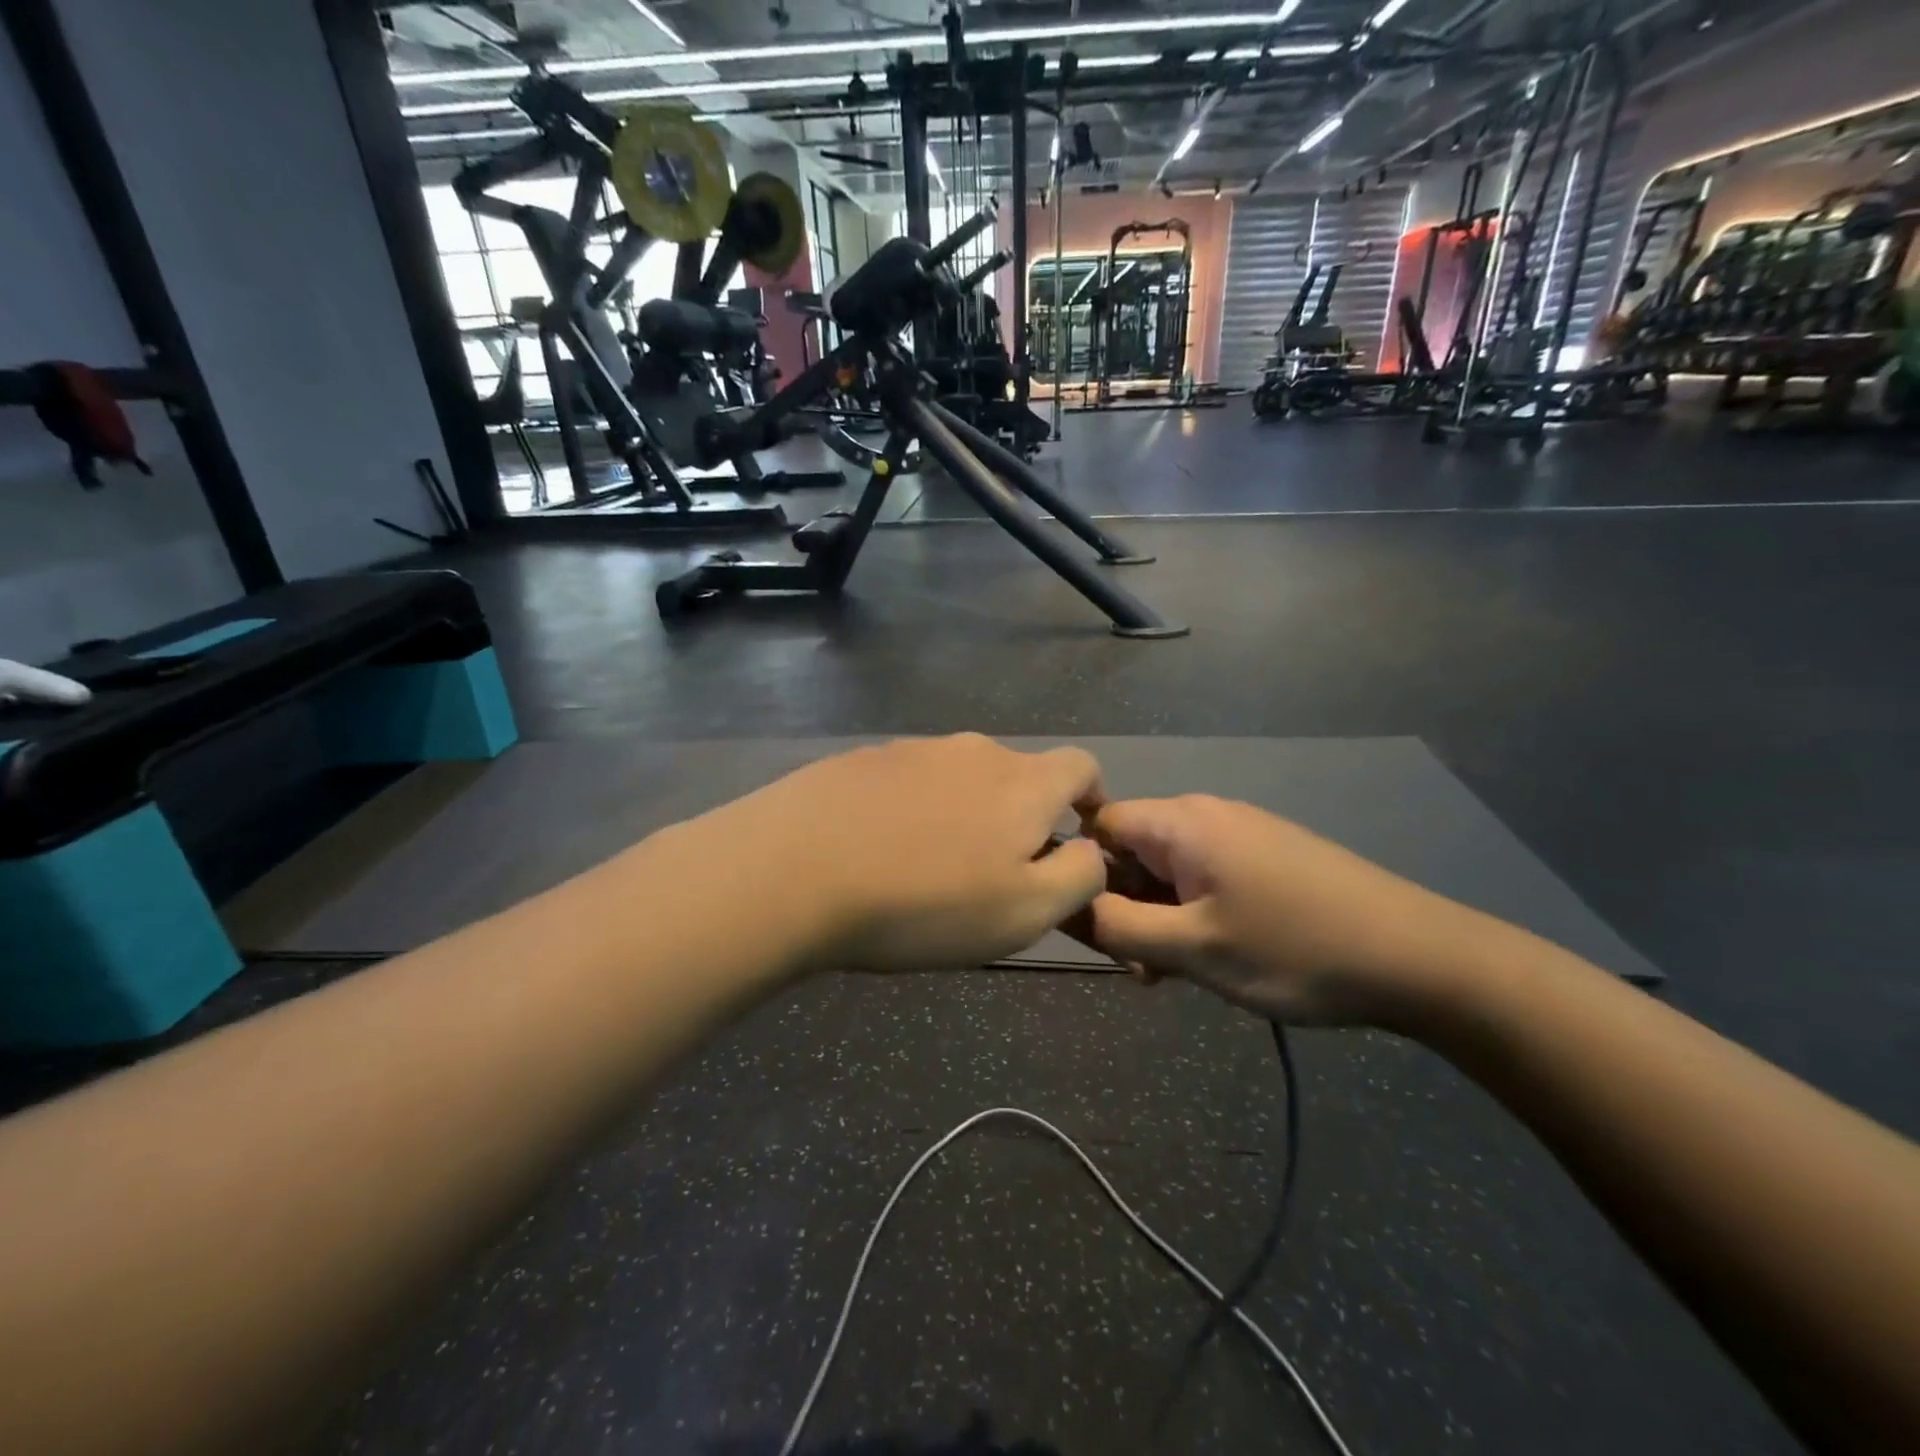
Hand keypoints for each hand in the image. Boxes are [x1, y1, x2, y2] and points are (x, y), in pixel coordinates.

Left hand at [678, 735, 1109, 975]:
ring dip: (964, 813)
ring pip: (960, 777)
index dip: (1090, 797)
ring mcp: (912, 749)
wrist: (794, 869)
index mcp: (1022, 782)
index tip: (1078, 833)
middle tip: (995, 870)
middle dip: (1021, 815)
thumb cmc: (924, 901)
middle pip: (1017, 774)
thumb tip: (1090, 852)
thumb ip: (1077, 877)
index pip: (1080, 766)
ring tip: (932, 866)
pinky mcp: (863, 759)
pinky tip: (882, 849)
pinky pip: (908, 781)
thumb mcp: (1023, 912)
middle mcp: (973, 751)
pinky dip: (914, 809)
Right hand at [1087, 796, 1490, 1026]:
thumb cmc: (1293, 949)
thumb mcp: (1192, 948)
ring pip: (1168, 870)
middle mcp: (1206, 814)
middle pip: (1132, 849)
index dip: (1081, 873)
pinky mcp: (1267, 856)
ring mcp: (1241, 834)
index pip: (1097, 826)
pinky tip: (1215, 957)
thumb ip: (1117, 927)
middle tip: (1142, 967)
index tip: (1093, 929)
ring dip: (1158, 918)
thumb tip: (1064, 905)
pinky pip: (1205, 877)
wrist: (1418, 957)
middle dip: (1124, 906)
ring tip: (1178, 973)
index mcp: (1181, 822)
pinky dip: (1192, 914)